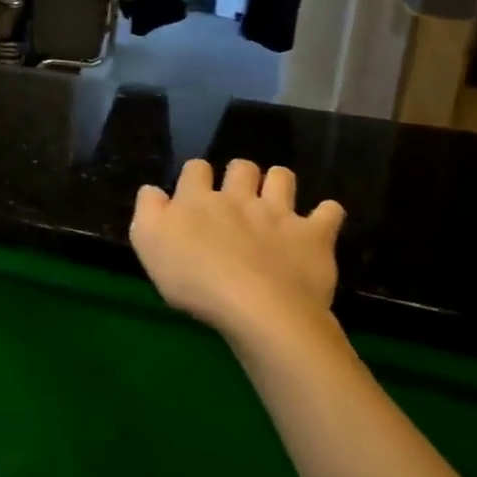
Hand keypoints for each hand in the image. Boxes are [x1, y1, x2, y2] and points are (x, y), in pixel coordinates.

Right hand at [130, 159, 344, 349]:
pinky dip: (326, 214)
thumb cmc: (194, 280)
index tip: (195, 193)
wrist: (257, 309)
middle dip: (240, 174)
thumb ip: (147, 210)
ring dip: (278, 182)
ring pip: (282, 177)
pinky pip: (329, 212)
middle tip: (236, 196)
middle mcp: (239, 198)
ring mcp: (279, 214)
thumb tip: (153, 190)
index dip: (196, 176)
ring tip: (275, 200)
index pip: (196, 168)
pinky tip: (321, 221)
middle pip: (241, 167)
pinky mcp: (313, 236)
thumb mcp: (148, 244)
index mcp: (198, 199)